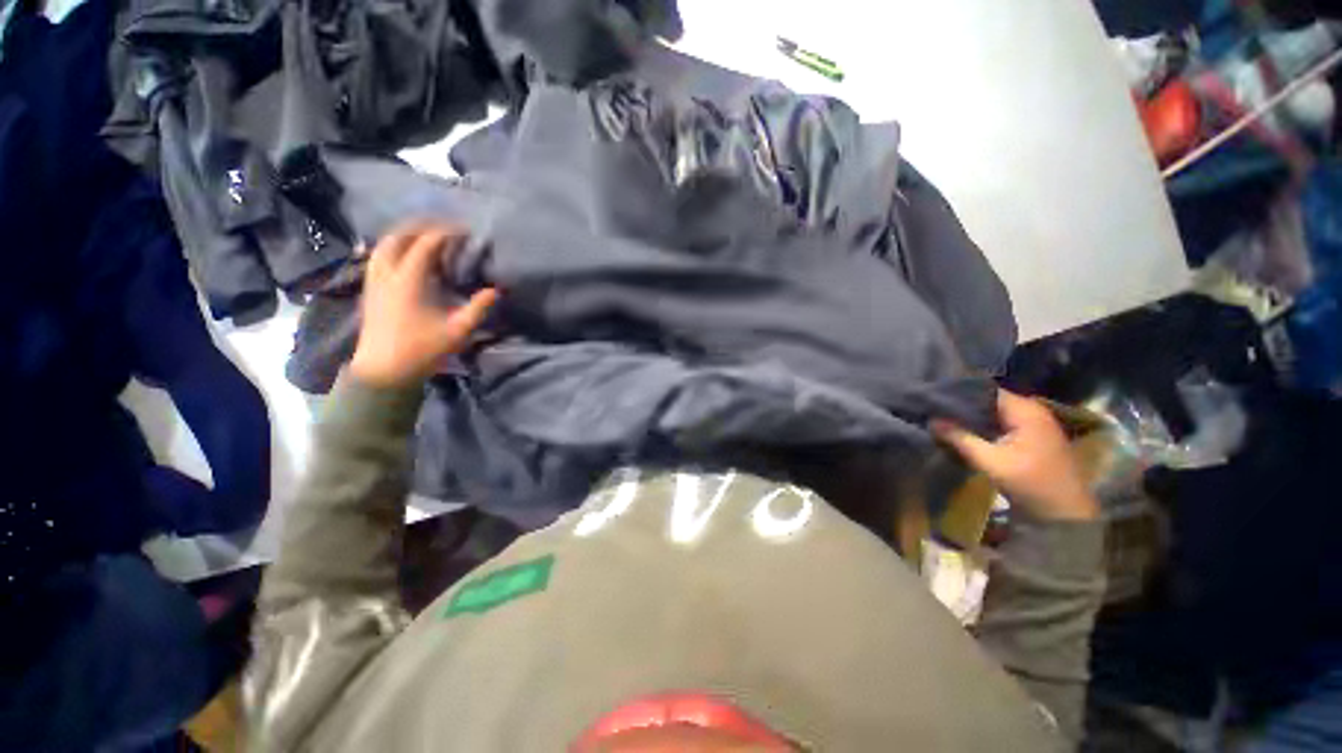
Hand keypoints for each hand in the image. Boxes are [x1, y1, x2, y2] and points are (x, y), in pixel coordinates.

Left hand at [349, 224, 498, 388]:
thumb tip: (496, 290)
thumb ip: (478, 308)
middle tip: (446, 227)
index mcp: (408, 280)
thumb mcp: (458, 331)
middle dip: (423, 226)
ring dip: (406, 234)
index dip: (446, 233)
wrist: (384, 370)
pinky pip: (379, 256)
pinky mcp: (371, 288)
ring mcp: (375, 280)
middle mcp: (387, 273)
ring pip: (385, 244)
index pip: (426, 244)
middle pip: (400, 236)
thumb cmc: (422, 350)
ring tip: (427, 235)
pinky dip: (395, 247)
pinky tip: (407, 254)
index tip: (465, 230)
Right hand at [932, 390, 1098, 520]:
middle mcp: (1032, 411)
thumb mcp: (990, 461)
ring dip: (973, 418)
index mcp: (1025, 410)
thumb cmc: (1030, 483)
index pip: (985, 390)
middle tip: (935, 409)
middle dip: (963, 406)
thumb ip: (959, 438)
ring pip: (995, 414)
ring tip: (944, 419)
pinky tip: (965, 432)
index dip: (960, 393)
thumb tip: (931, 420)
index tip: (934, 398)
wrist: (1065, 514)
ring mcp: (1035, 425)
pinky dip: (984, 427)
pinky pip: (1003, 425)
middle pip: (990, 401)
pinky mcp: (1033, 439)